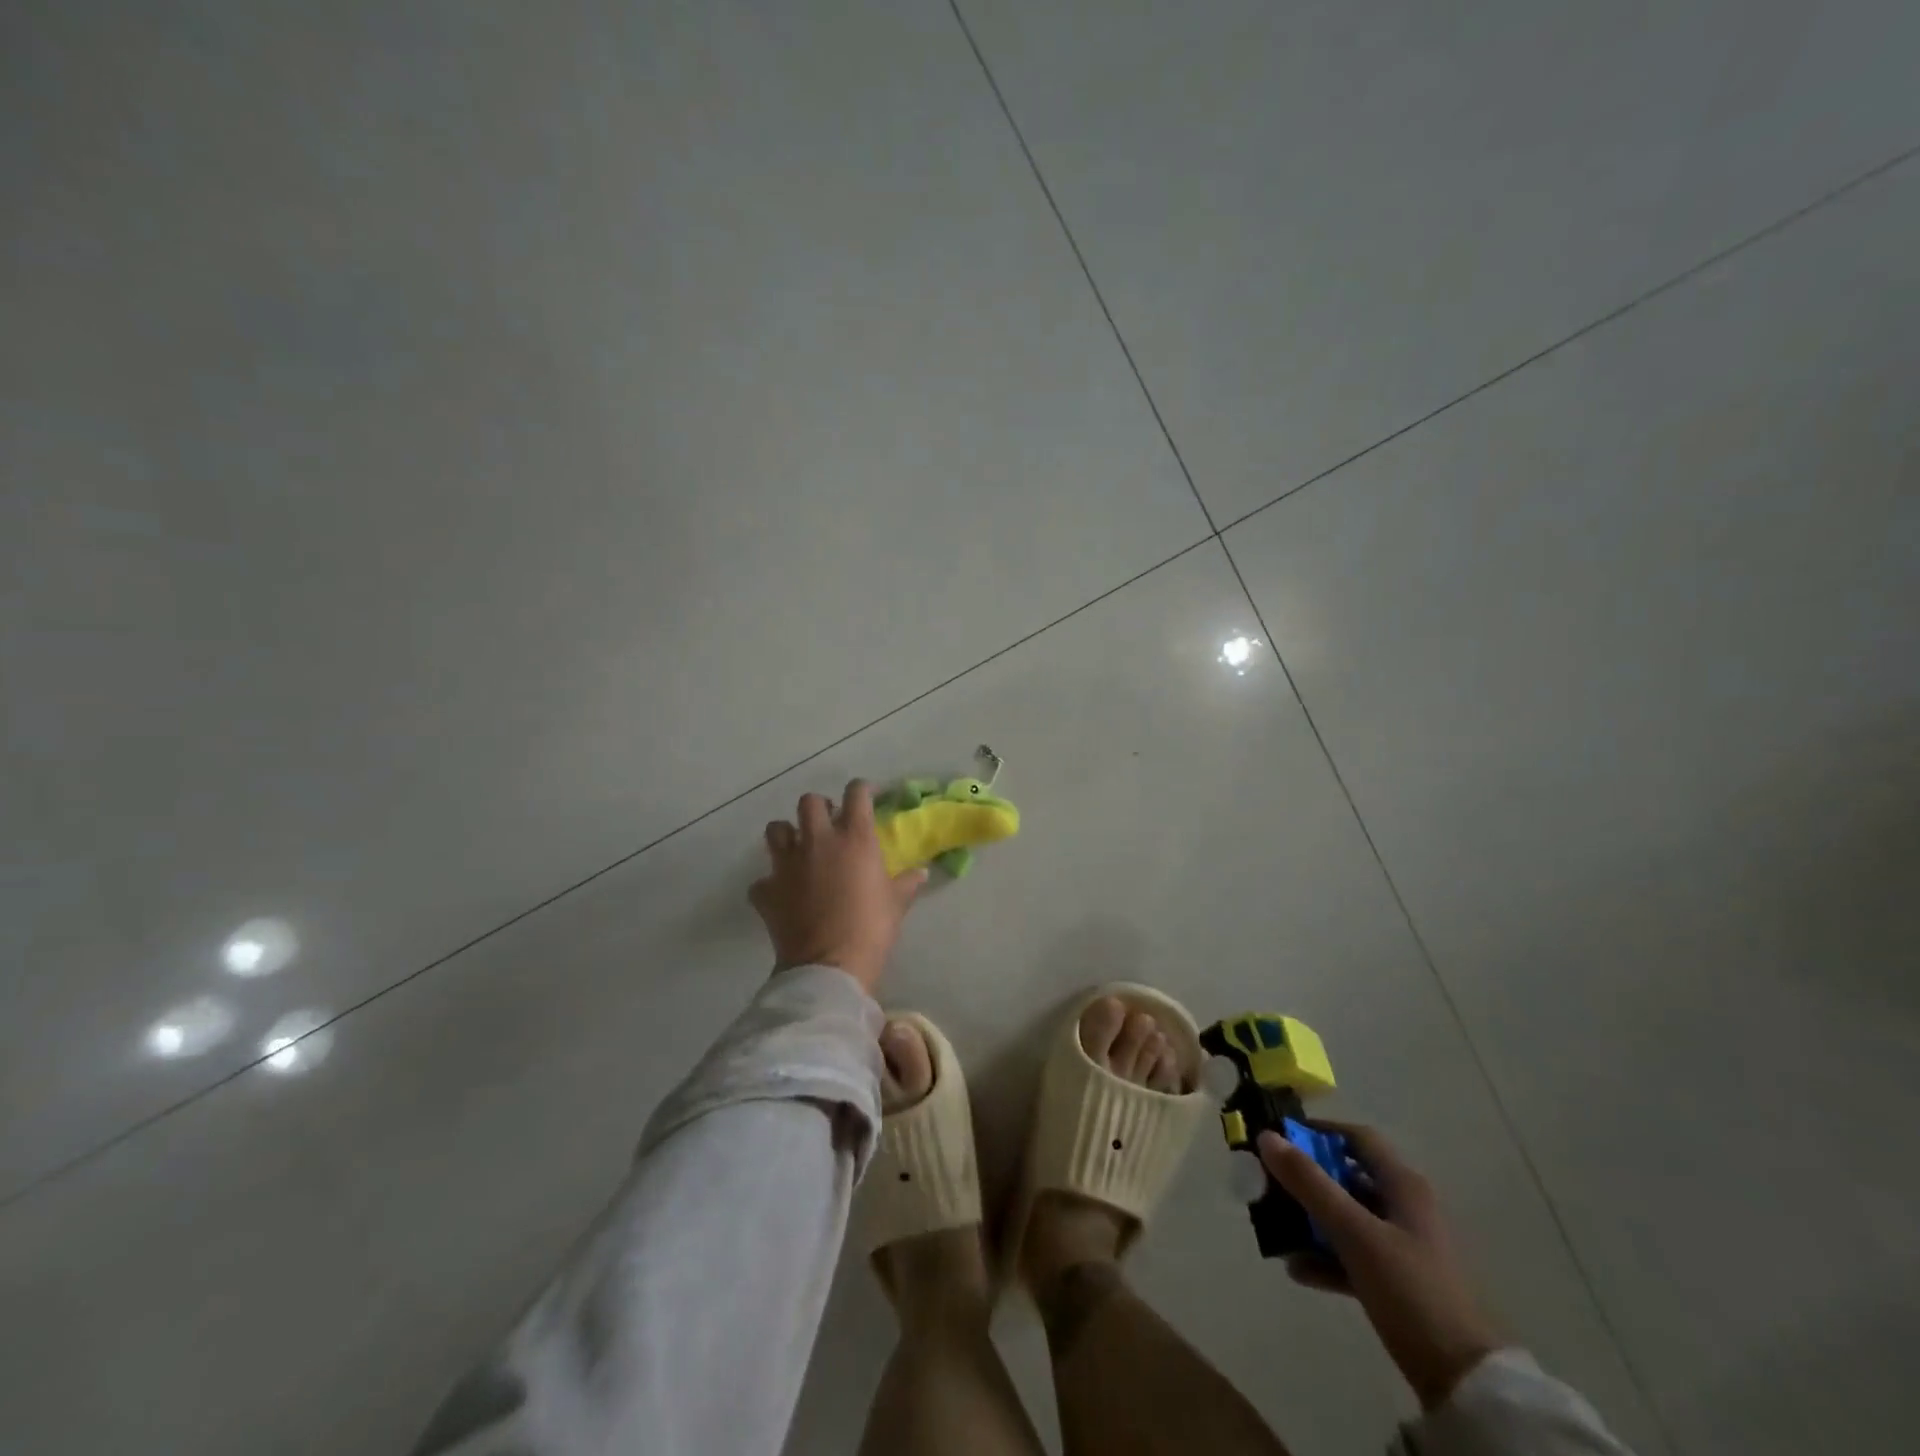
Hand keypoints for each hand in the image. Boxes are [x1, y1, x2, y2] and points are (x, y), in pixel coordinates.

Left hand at [749, 780, 926, 993]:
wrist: (829, 966)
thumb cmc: (871, 928)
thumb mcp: (897, 904)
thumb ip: (907, 883)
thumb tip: (922, 873)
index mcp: (854, 837)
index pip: (857, 793)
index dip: (863, 789)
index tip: (868, 797)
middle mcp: (817, 841)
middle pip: (809, 802)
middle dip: (819, 808)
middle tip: (829, 824)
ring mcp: (786, 864)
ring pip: (776, 829)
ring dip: (787, 835)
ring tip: (798, 849)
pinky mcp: (766, 890)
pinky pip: (762, 880)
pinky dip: (770, 885)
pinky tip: (781, 896)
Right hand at [1258, 1123, 1498, 1409]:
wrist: (1465, 1381)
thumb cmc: (1410, 1289)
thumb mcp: (1354, 1232)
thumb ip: (1309, 1183)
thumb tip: (1267, 1136)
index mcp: (1403, 1185)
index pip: (1356, 1137)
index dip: (1318, 1131)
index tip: (1279, 1137)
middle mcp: (1404, 1207)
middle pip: (1347, 1177)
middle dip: (1306, 1180)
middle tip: (1268, 1183)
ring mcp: (1402, 1246)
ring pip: (1347, 1218)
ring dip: (1311, 1220)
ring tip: (1276, 1228)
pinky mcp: (1398, 1282)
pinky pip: (1353, 1256)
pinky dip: (1325, 1257)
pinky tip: (1296, 1269)